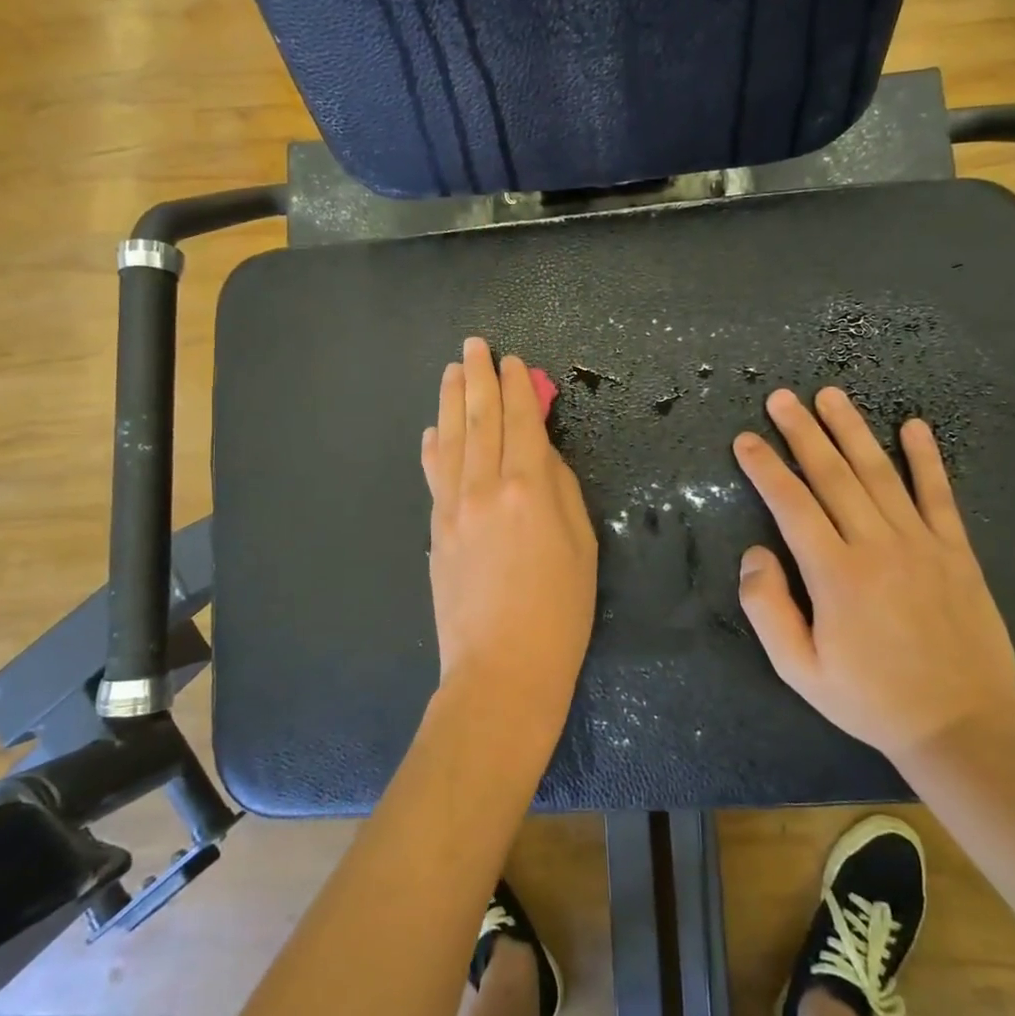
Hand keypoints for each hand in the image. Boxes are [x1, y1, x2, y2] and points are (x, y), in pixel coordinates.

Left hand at [421, 338, 598, 741]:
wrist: (500, 669)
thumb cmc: (559, 612)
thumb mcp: (580, 545)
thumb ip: (559, 488)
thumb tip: (538, 451)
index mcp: (527, 488)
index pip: (519, 422)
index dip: (516, 387)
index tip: (511, 360)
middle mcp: (483, 487)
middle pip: (480, 420)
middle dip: (478, 378)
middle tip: (474, 346)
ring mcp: (452, 508)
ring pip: (451, 440)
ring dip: (451, 401)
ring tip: (452, 371)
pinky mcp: (436, 531)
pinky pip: (434, 476)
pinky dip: (433, 447)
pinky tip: (433, 430)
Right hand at [732, 387, 1014, 770]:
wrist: (962, 727)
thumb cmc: (870, 699)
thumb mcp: (799, 670)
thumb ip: (767, 608)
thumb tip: (754, 553)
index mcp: (835, 574)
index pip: (792, 504)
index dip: (765, 468)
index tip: (746, 439)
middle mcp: (877, 546)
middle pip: (833, 475)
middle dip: (803, 432)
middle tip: (782, 398)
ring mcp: (921, 544)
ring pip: (879, 473)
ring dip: (852, 430)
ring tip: (830, 396)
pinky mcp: (956, 552)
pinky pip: (939, 495)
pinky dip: (926, 458)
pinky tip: (914, 426)